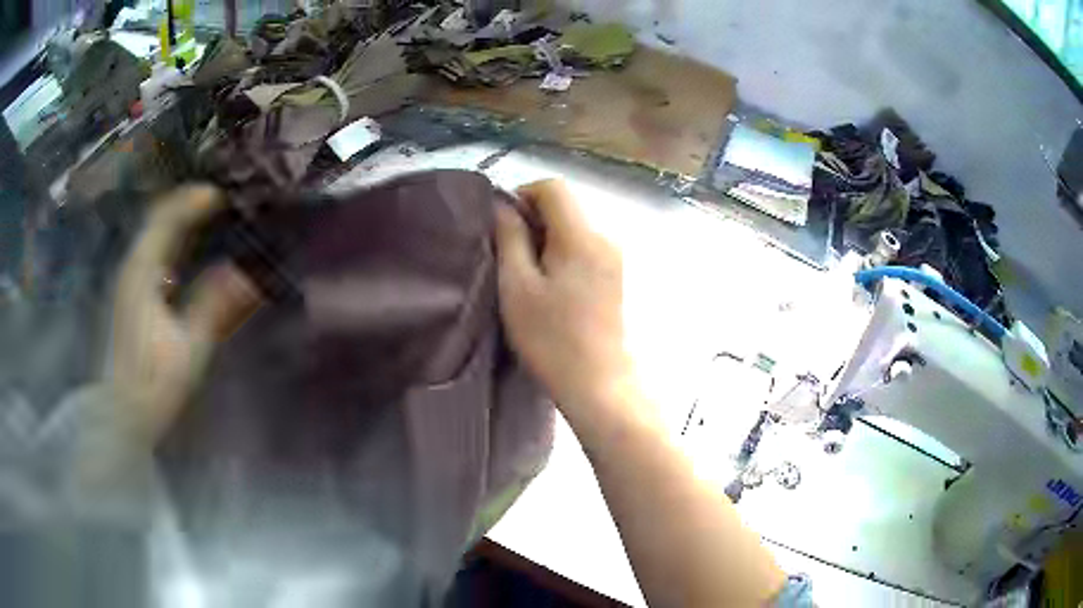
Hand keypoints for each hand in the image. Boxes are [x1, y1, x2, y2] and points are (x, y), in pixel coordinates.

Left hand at [111, 186, 259, 445]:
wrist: (119, 417)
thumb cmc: (151, 384)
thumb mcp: (188, 347)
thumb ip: (215, 306)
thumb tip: (251, 273)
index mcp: (141, 271)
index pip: (166, 217)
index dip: (194, 200)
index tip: (224, 194)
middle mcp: (131, 267)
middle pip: (158, 220)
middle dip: (189, 206)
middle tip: (223, 203)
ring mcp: (128, 282)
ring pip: (155, 236)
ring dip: (181, 223)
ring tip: (211, 221)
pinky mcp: (130, 298)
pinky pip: (153, 256)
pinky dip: (173, 246)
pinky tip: (189, 256)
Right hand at [496, 179, 638, 422]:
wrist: (598, 384)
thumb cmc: (552, 339)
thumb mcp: (518, 286)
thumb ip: (509, 237)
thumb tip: (502, 205)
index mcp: (582, 235)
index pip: (553, 187)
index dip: (522, 195)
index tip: (503, 226)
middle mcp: (606, 237)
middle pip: (565, 206)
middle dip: (533, 220)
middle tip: (510, 256)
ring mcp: (615, 258)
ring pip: (574, 227)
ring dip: (546, 239)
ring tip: (528, 276)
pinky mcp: (616, 276)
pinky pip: (585, 248)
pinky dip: (563, 254)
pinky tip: (551, 288)